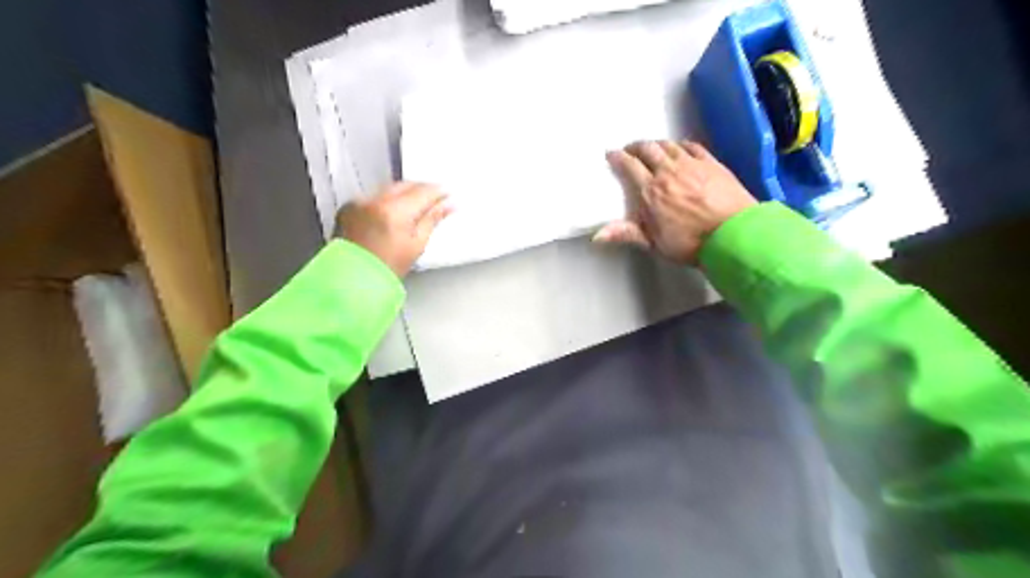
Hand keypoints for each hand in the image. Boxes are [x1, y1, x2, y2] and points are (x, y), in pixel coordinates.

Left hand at [337, 181, 450, 277]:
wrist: (352, 281)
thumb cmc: (383, 271)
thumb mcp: (416, 245)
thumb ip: (432, 220)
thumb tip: (447, 206)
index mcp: (394, 211)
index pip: (423, 191)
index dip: (438, 192)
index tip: (446, 195)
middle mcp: (374, 201)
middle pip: (405, 185)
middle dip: (421, 190)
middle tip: (435, 200)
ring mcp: (359, 203)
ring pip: (389, 189)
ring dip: (404, 194)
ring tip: (415, 208)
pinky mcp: (349, 207)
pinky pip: (373, 196)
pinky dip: (385, 201)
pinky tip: (393, 213)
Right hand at [596, 139, 753, 262]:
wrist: (733, 235)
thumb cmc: (690, 243)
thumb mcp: (653, 243)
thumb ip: (626, 234)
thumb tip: (597, 235)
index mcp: (650, 191)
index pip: (629, 166)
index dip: (618, 157)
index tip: (611, 154)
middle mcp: (668, 172)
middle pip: (648, 149)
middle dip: (636, 146)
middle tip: (630, 149)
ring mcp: (691, 165)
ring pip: (669, 145)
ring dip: (657, 144)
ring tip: (652, 147)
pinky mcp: (711, 163)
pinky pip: (692, 146)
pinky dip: (681, 144)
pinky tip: (679, 147)